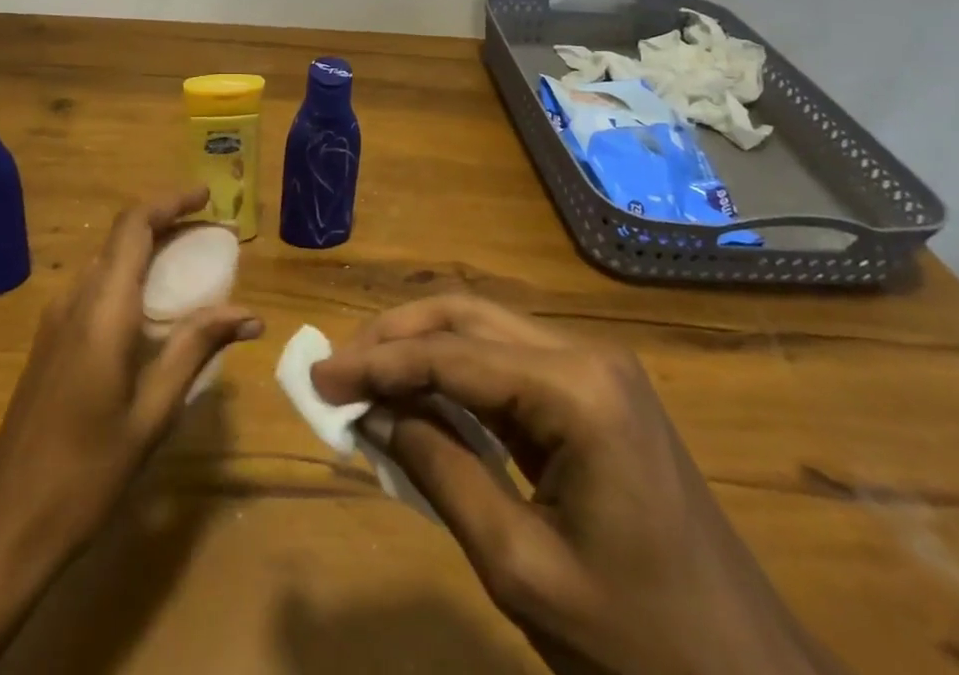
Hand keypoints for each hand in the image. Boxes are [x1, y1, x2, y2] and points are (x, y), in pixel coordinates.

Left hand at [0, 187, 262, 556]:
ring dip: (148, 252)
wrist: (6, 523)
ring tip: (192, 270)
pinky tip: (154, 313)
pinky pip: (95, 289)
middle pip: (122, 238)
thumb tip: (248, 312)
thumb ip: (196, 349)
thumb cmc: (86, 472)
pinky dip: (130, 279)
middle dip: (167, 225)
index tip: (208, 198)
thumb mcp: (152, 411)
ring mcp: (56, 320)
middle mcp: (75, 300)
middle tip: (212, 237)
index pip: (134, 226)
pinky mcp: (50, 341)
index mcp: (102, 309)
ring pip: (107, 262)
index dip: (170, 202)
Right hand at [312, 296, 842, 674]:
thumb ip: (439, 474)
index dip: (377, 362)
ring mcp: (595, 371)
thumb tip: (373, 415)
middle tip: (337, 370)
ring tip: (365, 379)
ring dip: (421, 350)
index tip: (318, 378)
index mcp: (575, 390)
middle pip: (466, 317)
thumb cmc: (641, 648)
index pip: (451, 354)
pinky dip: (455, 376)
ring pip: (484, 331)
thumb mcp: (521, 568)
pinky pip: (508, 366)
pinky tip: (420, 400)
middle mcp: (585, 356)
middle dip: (395, 338)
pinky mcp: (595, 396)